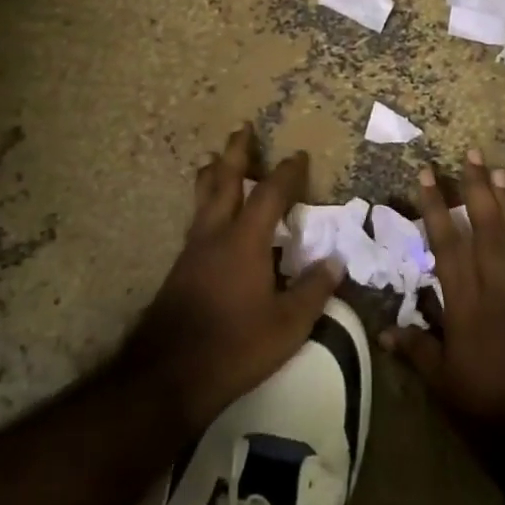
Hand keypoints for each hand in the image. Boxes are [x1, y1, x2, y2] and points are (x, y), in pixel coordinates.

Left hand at [121, 126, 342, 434]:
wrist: (168, 375)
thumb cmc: (235, 347)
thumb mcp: (287, 325)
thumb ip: (313, 290)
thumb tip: (336, 262)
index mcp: (245, 240)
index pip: (270, 194)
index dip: (286, 172)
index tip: (298, 155)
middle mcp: (215, 234)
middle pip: (224, 180)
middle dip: (236, 153)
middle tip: (241, 128)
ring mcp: (192, 250)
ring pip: (202, 198)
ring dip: (213, 173)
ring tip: (214, 159)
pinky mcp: (179, 268)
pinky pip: (196, 220)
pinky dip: (205, 202)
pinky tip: (209, 215)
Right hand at [385, 149, 504, 432]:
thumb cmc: (488, 408)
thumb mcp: (444, 384)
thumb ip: (417, 350)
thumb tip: (384, 331)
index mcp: (466, 304)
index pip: (446, 244)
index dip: (435, 207)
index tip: (427, 174)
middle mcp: (497, 288)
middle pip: (485, 228)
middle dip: (475, 188)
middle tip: (471, 153)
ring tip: (497, 169)